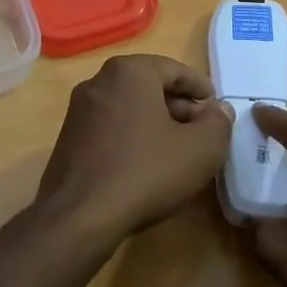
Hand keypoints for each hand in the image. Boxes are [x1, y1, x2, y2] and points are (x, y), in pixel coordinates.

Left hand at [35, 54, 232, 243]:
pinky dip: (132, 138)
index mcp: (130, 72)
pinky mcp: (67, 140)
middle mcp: (98, 82)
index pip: (175, 69)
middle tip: (201, 131)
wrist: (80, 217)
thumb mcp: (200, 149)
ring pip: (129, 108)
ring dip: (155, 123)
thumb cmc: (146, 172)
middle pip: (149, 87)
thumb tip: (219, 110)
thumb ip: (218, 123)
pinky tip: (146, 166)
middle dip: (179, 106)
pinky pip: (109, 129)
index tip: (216, 109)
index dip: (200, 89)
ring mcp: (78, 112)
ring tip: (177, 151)